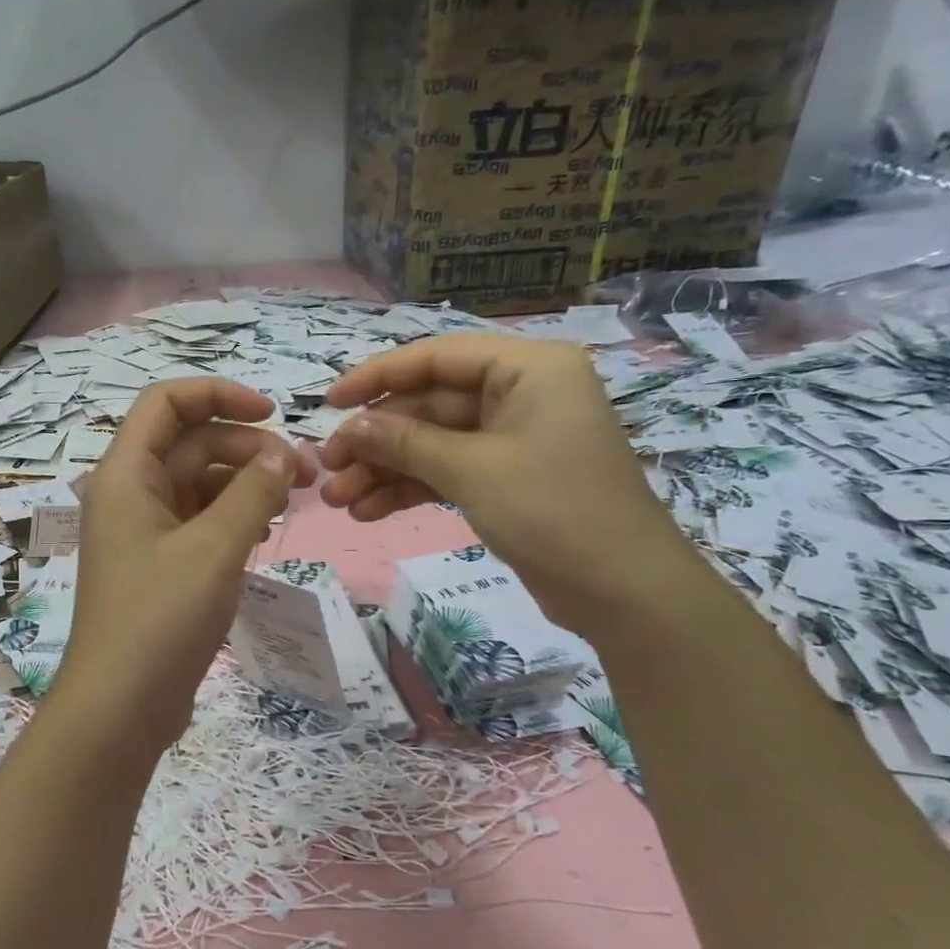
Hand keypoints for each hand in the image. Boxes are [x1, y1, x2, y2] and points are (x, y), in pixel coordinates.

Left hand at [54, 379, 313, 746]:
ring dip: (246, 483)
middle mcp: (131, 494)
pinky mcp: (161, 565)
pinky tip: (266, 530)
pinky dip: (234, 516)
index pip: (166, 403)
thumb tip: (280, 454)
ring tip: (293, 501)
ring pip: (200, 484)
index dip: (219, 394)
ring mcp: (145, 531)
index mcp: (127, 475)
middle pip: (192, 443)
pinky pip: (200, 521)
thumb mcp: (215, 549)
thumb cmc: (160, 619)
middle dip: (248, 448)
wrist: (120, 708)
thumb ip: (252, 493)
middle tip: (304, 475)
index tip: (273, 413)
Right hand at [319, 336, 694, 634]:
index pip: (437, 357)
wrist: (622, 591)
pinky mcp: (507, 479)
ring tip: (338, 500)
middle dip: (377, 439)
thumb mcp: (472, 470)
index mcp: (527, 368)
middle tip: (327, 468)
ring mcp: (513, 439)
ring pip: (433, 443)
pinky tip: (369, 511)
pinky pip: (448, 472)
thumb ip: (406, 442)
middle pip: (430, 404)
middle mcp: (521, 394)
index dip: (378, 376)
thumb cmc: (553, 510)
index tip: (330, 403)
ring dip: (385, 469)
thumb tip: (352, 427)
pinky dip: (411, 489)